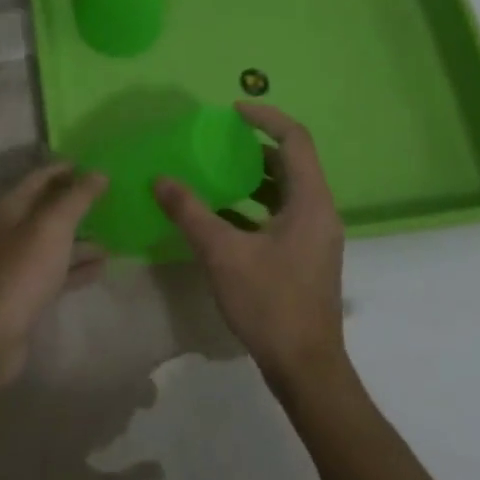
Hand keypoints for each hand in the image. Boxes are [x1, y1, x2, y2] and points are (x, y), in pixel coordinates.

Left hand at [0, 162, 107, 385]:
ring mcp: (19, 261)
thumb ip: (77, 198)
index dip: (66, 169)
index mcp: (11, 208)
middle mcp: (12, 230)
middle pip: (48, 209)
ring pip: (55, 241)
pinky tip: (103, 266)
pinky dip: (78, 265)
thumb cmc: (24, 270)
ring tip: (114, 235)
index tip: (96, 165)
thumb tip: (98, 172)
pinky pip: (58, 269)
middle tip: (112, 198)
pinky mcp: (28, 290)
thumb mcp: (53, 226)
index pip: (40, 177)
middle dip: (78, 203)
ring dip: (82, 237)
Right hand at [154, 103, 345, 386]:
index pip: (295, 139)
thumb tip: (160, 179)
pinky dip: (254, 206)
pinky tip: (220, 217)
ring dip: (252, 178)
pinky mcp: (305, 257)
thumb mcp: (223, 254)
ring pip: (285, 191)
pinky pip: (281, 215)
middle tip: (217, 142)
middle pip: (291, 163)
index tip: (232, 111)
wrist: (306, 369)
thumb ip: (190, 212)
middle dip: (254, 148)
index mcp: (310, 202)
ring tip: (214, 173)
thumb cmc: (270, 304)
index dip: (265, 117)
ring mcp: (314, 237)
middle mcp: (319, 212)